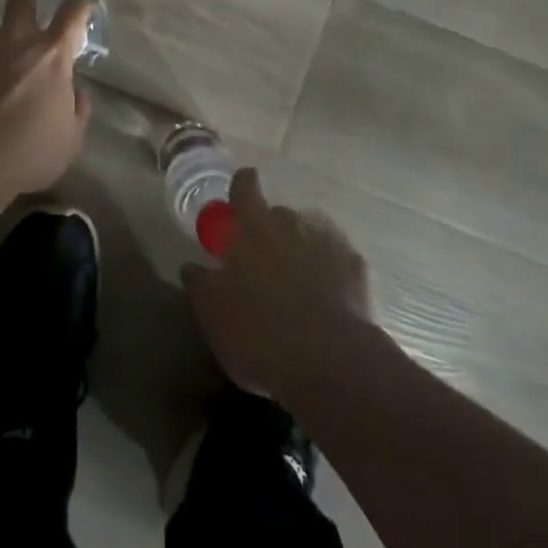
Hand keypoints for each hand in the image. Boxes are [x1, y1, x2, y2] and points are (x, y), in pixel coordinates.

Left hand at [0, 0, 92, 197]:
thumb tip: (75, 91)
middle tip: (24, 38)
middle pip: (22, 1)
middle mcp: (15, 38)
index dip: (78, 9)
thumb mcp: (70, 141)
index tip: (77, 16)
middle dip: (25, 12)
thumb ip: (78, 109)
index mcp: (52, 54)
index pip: (73, 12)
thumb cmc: (27, 153)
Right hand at [183, 169, 373, 398]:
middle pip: (278, 214)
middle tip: (262, 265)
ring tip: (296, 288)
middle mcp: (290, 223)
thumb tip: (191, 266)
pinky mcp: (356, 270)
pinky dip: (330, 274)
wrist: (329, 363)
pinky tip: (327, 302)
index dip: (240, 187)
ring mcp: (327, 243)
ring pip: (308, 236)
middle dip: (270, 232)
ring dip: (300, 252)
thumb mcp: (212, 312)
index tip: (237, 200)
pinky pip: (337, 263)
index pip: (245, 185)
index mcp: (252, 226)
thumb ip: (199, 282)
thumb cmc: (258, 331)